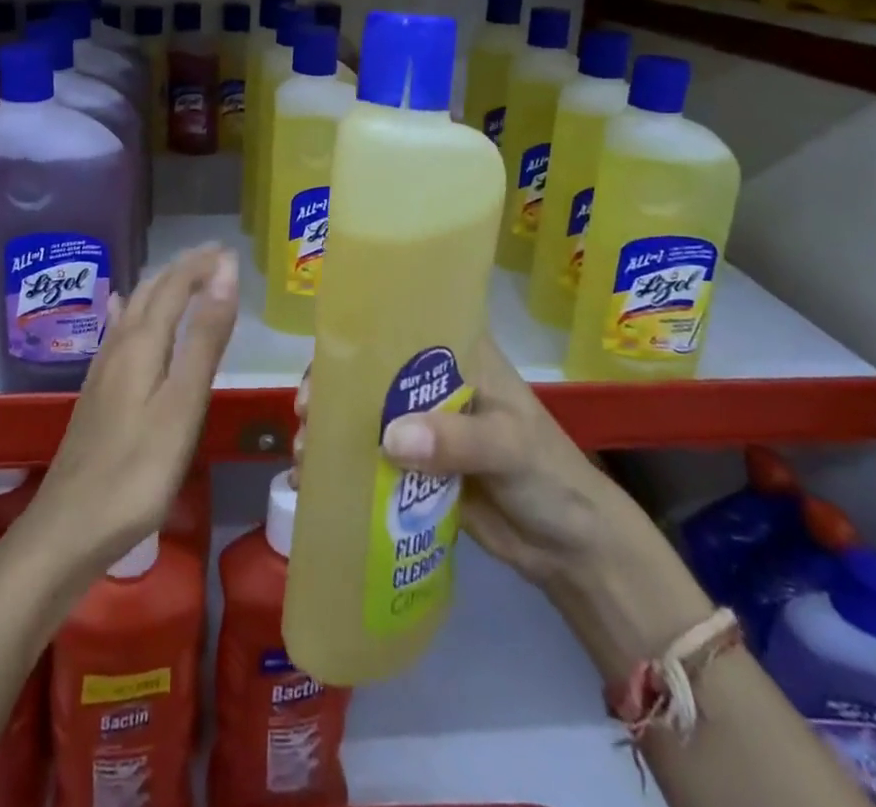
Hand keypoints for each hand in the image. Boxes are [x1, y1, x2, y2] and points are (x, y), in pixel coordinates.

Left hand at [26, 245, 239, 576]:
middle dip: (182, 269)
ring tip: (183, 277)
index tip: (229, 251)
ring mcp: (103, 371)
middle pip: (150, 292)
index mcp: (141, 344)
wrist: (67, 530)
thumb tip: (224, 274)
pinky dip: (131, 310)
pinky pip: (117, 332)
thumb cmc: (136, 471)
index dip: (200, 265)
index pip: (173, 286)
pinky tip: (121, 311)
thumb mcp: (183, 405)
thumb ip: (205, 339)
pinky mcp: (96, 394)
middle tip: (213, 258)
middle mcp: (119, 347)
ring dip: (160, 287)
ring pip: (132, 310)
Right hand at [294, 331, 623, 593]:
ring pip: (364, 415)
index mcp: (459, 354)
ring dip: (330, 429)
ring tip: (304, 455)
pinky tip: (312, 483)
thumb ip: (458, 440)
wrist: (571, 550)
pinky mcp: (416, 467)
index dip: (358, 337)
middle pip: (370, 371)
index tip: (325, 363)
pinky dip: (341, 467)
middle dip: (331, 388)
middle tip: (306, 413)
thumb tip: (389, 438)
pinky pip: (370, 459)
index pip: (401, 325)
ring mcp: (423, 425)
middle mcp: (433, 381)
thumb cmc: (550, 477)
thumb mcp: (511, 447)